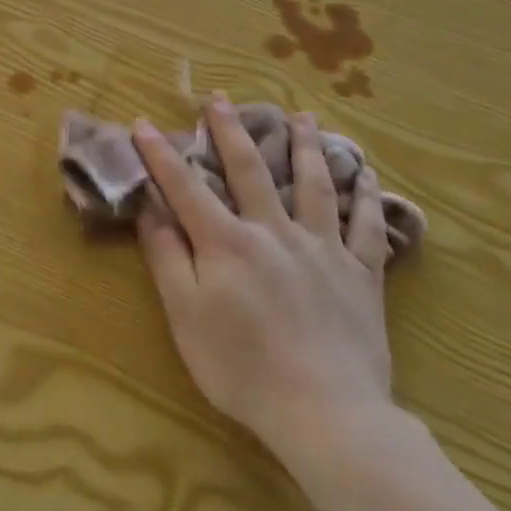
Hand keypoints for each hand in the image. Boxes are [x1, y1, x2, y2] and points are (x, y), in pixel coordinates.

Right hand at [131, 99, 396, 465]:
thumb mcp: (185, 317)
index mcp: (227, 242)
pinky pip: (366, 226)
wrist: (325, 412)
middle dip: (231, 130)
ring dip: (306, 146)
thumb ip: (167, 258)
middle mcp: (275, 231)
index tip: (143, 122)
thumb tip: (151, 209)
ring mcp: (323, 248)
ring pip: (315, 184)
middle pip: (251, 170)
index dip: (161, 154)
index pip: (186, 187)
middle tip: (221, 97)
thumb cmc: (242, 368)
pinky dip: (367, 196)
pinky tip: (367, 174)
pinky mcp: (362, 273)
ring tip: (303, 116)